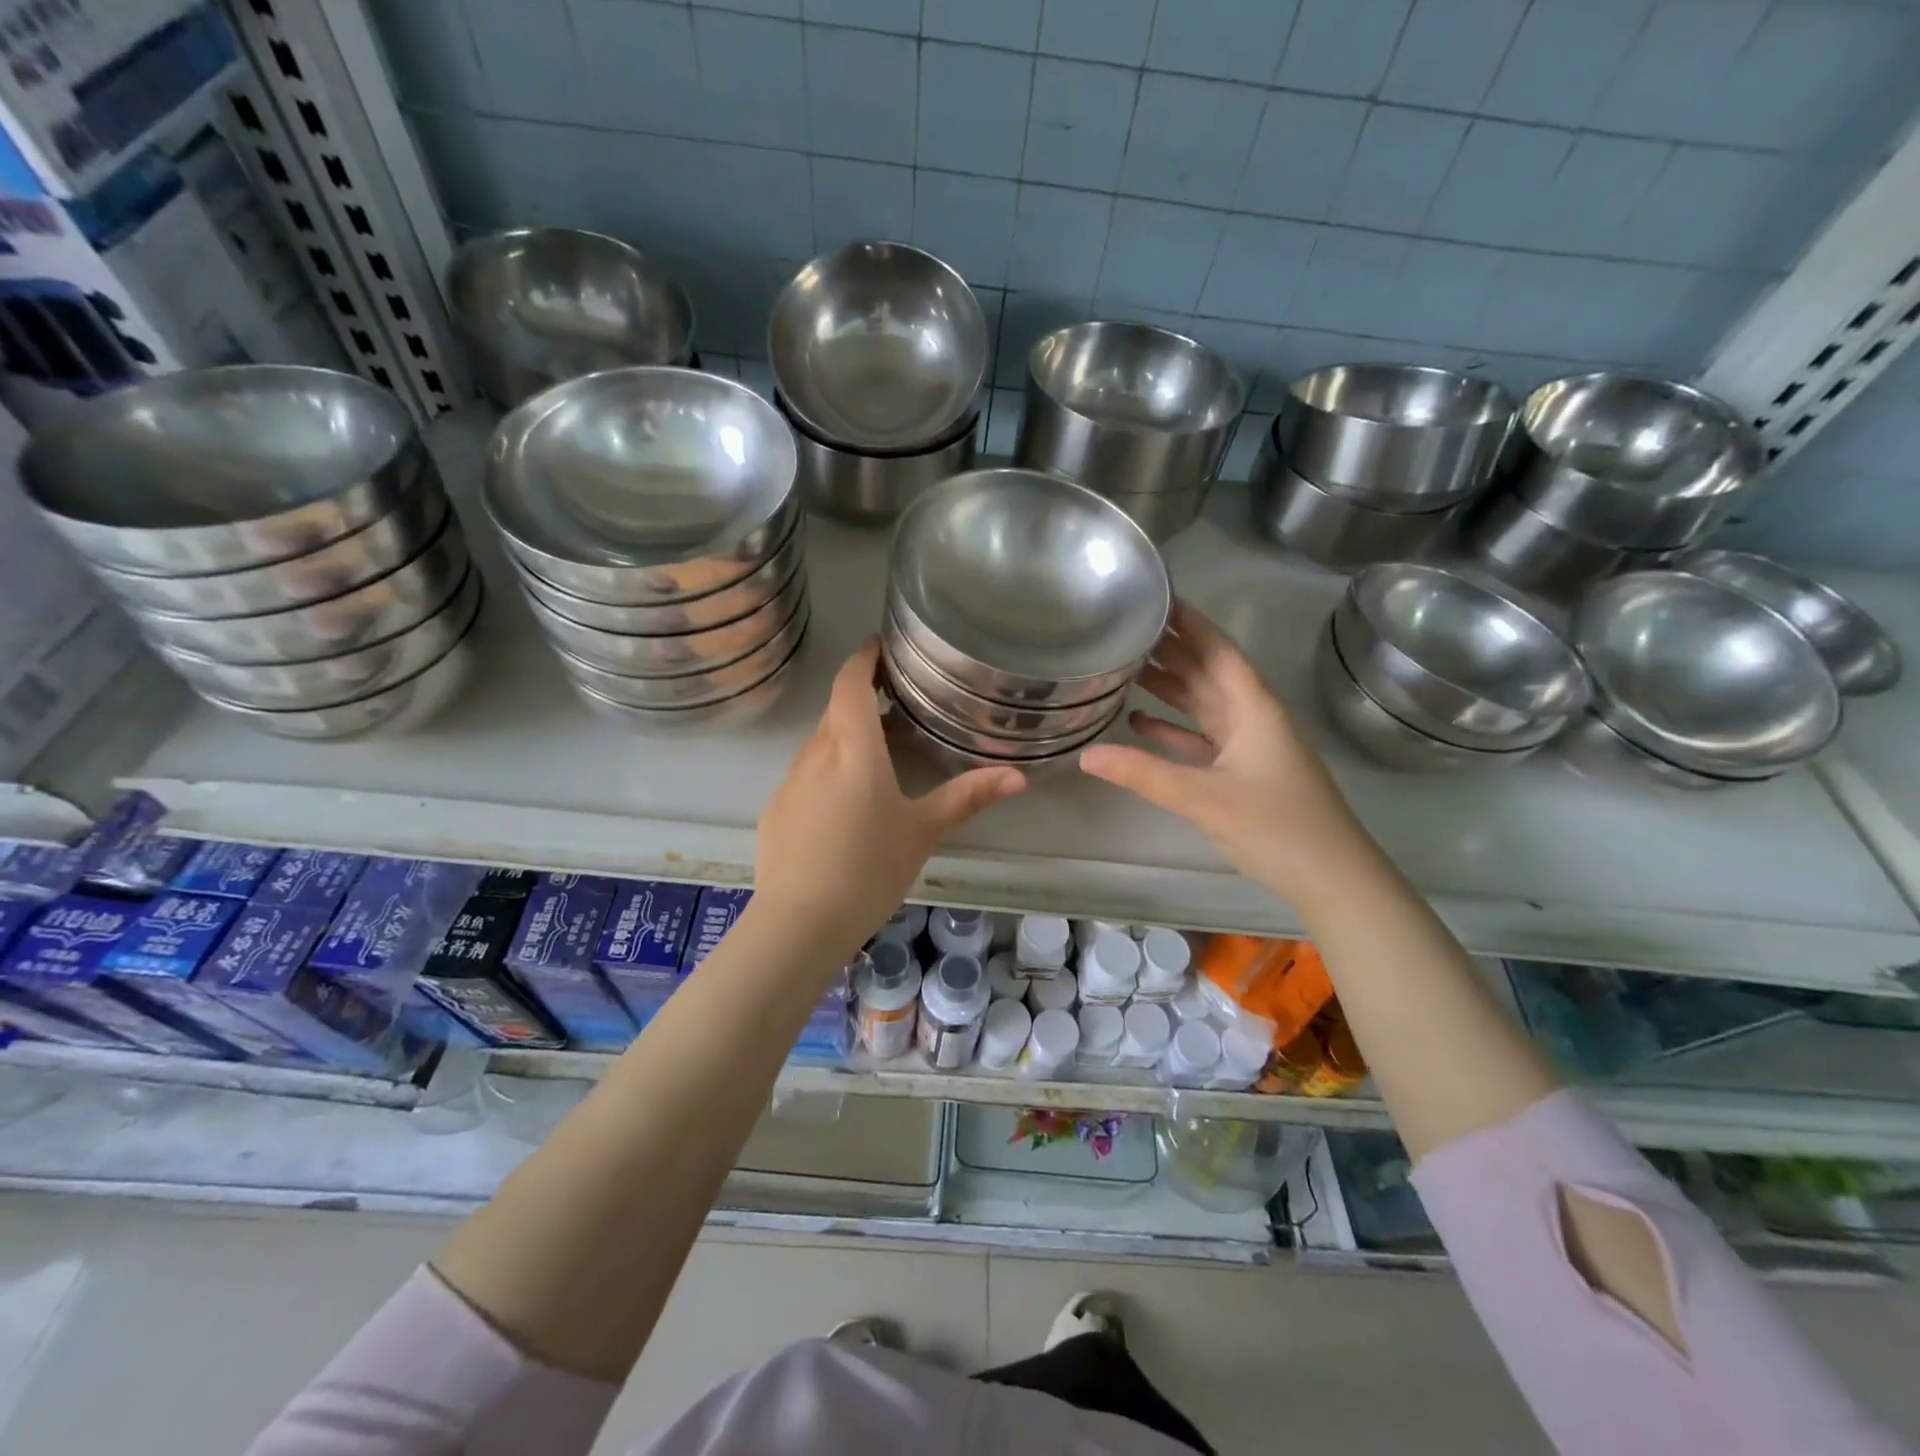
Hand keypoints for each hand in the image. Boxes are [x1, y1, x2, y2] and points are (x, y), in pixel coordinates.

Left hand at [754, 639, 1024, 956]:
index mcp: (853, 748)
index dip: (864, 658)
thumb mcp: (923, 831)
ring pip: (820, 744)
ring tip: (879, 754)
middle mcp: (815, 754)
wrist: (798, 924)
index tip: (881, 645)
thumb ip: (968, 797)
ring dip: (847, 737)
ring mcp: (789, 783)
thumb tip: (1019, 775)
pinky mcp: (776, 810)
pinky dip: (828, 771)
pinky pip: (805, 776)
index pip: (850, 683)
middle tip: (897, 701)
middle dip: (863, 697)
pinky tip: (845, 806)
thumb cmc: (869, 868)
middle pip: (837, 711)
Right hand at [1079, 600, 1369, 901]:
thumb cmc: (1276, 827)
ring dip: (1169, 684)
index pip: (1216, 649)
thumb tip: (1084, 755)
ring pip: (1203, 702)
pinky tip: (1140, 720)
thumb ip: (1142, 773)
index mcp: (1253, 706)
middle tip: (1124, 626)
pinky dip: (1174, 727)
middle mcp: (1252, 715)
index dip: (1186, 621)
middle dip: (1170, 648)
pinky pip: (1202, 736)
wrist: (1332, 878)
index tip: (1153, 596)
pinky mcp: (1243, 769)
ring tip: (1124, 664)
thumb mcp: (1203, 798)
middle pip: (1207, 670)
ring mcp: (1249, 743)